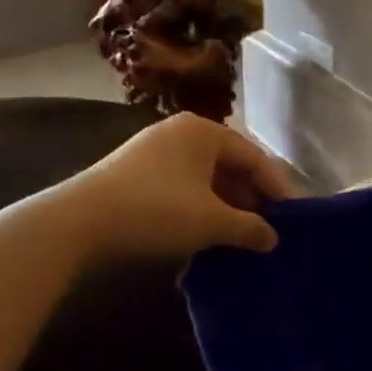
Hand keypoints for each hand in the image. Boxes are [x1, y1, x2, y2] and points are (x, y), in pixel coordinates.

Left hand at [58, 113, 296, 261]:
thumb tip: (272, 238)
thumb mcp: (211, 222)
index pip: (255, 157)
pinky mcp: (135, 173)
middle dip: (251, 198)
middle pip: (230, 165)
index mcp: (204, 131)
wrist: (78, 222)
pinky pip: (183, 186)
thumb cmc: (156, 211)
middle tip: (268, 230)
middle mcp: (181, 132)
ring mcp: (155, 151)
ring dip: (226, 206)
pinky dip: (201, 207)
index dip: (277, 189)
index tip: (293, 218)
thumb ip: (249, 228)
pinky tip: (206, 233)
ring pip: (205, 178)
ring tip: (241, 236)